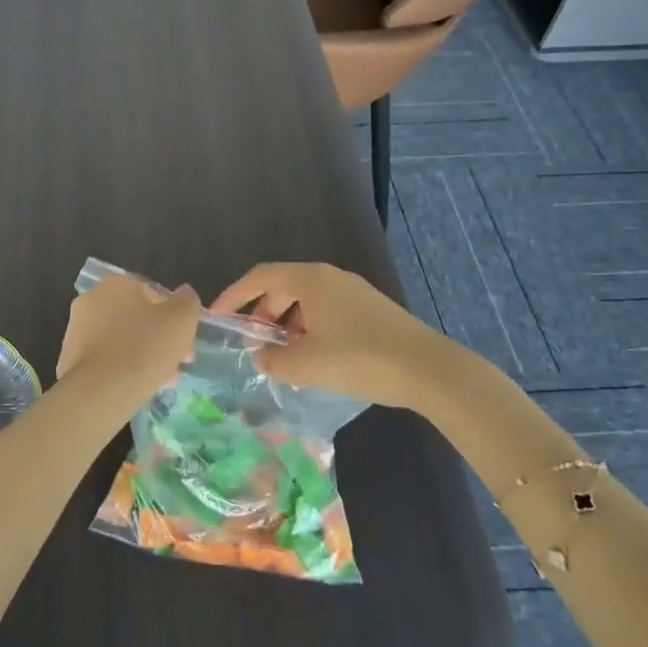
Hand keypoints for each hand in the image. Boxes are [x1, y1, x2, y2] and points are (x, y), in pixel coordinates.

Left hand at [57, 273, 201, 402]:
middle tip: (178, 364)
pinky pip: (105, 359)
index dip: (174, 319)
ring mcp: (76, 329)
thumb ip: (187, 301)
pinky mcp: (69, 358)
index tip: (185, 343)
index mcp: (117, 283)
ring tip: (162, 381)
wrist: (101, 391)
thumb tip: (184, 294)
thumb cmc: (146, 347)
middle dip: (159, 339)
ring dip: (143, 356)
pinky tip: (137, 388)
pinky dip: (121, 369)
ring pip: (121, 340)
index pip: (153, 295)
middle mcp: (91, 299)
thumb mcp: (182, 320)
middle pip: (136, 318)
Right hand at [211, 262, 445, 408]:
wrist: (429, 370)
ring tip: (283, 357)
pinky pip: (327, 312)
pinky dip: (310, 329)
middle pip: (283, 287)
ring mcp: (354, 293)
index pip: (260, 276)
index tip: (218, 317)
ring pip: (307, 302)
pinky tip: (315, 359)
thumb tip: (261, 356)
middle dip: (262, 313)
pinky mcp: (371, 311)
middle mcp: (331, 278)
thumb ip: (274, 360)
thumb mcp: (306, 364)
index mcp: (310, 280)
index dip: (234, 294)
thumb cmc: (359, 358)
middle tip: (253, 343)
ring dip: (287, 325)